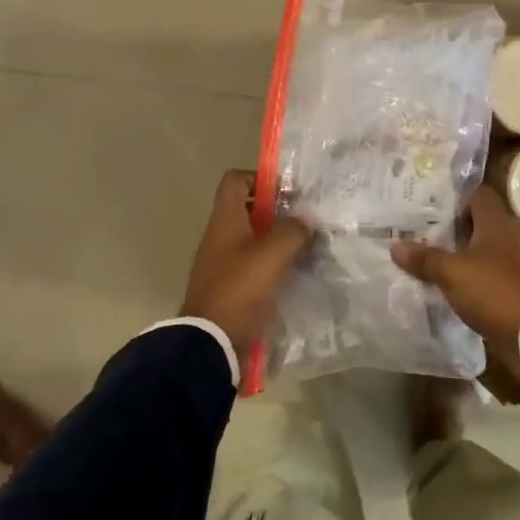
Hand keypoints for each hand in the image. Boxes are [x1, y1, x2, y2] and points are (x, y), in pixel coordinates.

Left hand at [182, 170, 311, 355]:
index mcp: (225, 220)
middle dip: (278, 212)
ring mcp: (223, 264)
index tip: (288, 191)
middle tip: (306, 220)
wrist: (211, 342)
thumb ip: (294, 230)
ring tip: (307, 247)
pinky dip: (273, 267)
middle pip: (248, 210)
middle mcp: (220, 237)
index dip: (260, 177)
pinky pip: (254, 267)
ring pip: (254, 240)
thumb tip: (304, 222)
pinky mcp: (230, 289)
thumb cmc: (241, 288)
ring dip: (278, 241)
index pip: (235, 180)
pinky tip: (295, 275)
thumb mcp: (274, 252)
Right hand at [392, 186, 519, 385]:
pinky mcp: (515, 289)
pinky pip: (487, 276)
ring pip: (482, 251)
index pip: (478, 195)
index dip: (455, 197)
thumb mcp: (452, 273)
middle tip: (420, 232)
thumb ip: (425, 258)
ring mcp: (515, 264)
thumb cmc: (493, 290)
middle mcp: (509, 238)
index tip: (429, 205)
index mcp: (496, 223)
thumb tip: (395, 245)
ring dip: (460, 255)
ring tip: (428, 259)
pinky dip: (470, 279)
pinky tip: (449, 286)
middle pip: (478, 224)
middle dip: (452, 228)